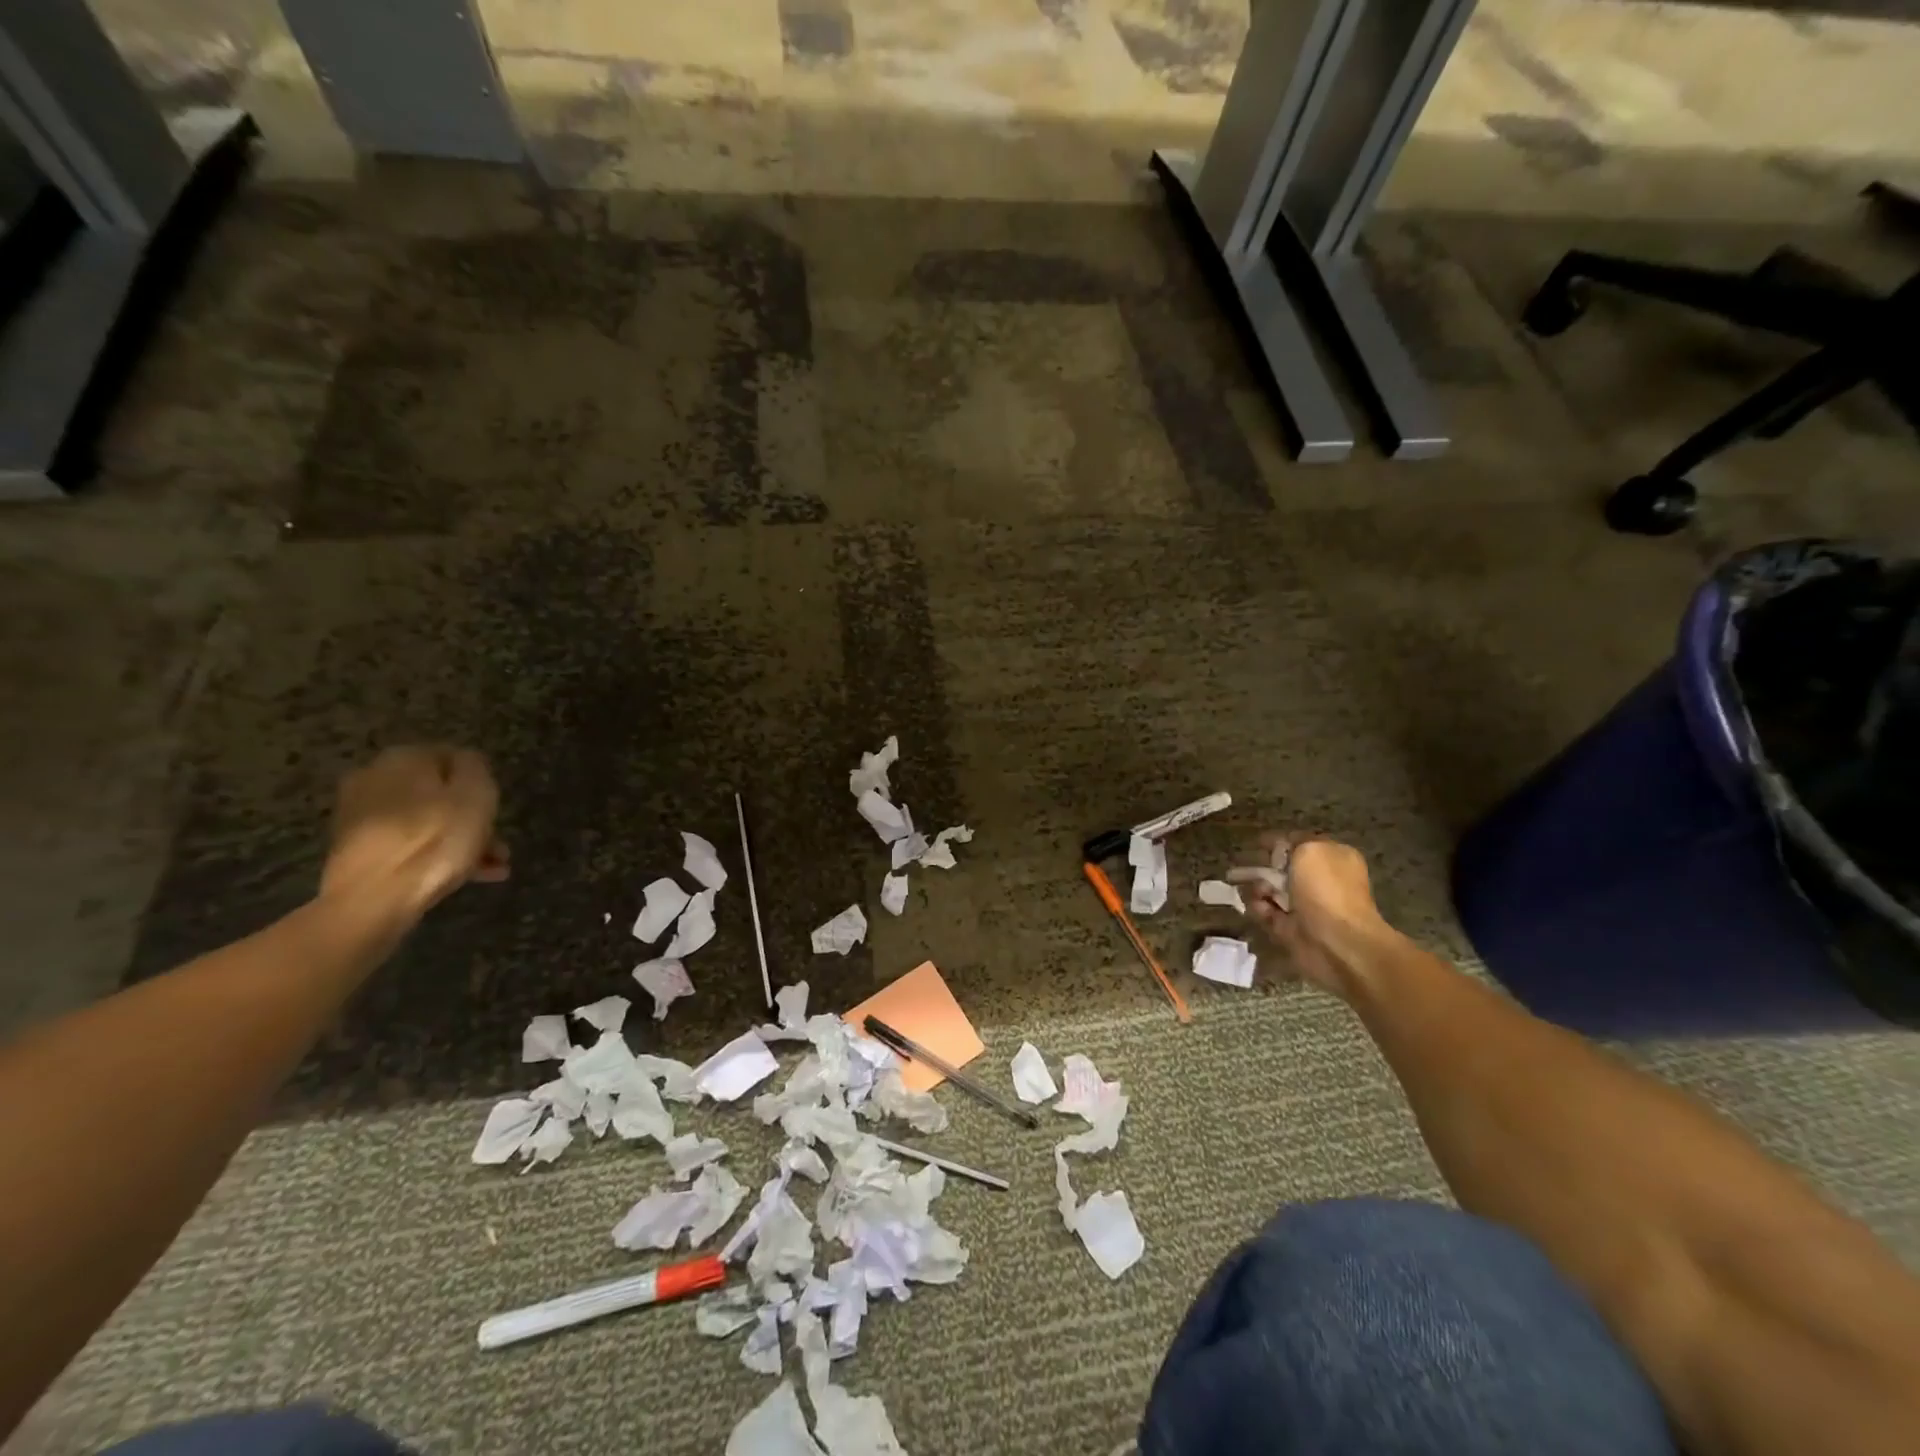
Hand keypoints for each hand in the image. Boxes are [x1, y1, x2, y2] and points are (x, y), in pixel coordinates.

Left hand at [319, 747, 508, 924]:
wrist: (373, 901)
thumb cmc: (435, 840)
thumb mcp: (475, 794)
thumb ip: (475, 767)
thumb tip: (466, 761)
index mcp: (402, 758)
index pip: (452, 756)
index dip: (480, 781)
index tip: (495, 806)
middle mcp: (373, 777)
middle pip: (437, 792)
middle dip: (470, 815)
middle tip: (496, 841)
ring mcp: (359, 815)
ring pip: (425, 820)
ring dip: (459, 838)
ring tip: (492, 867)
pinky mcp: (356, 849)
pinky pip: (407, 843)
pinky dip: (435, 854)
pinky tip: (465, 876)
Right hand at [1231, 835, 1394, 995]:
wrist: (1337, 943)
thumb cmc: (1326, 890)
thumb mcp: (1310, 850)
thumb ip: (1293, 841)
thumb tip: (1280, 847)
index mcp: (1333, 858)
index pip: (1301, 844)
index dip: (1278, 842)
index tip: (1256, 843)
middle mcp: (1322, 881)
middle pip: (1283, 868)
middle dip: (1262, 866)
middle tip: (1240, 866)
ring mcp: (1307, 906)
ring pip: (1272, 891)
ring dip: (1258, 888)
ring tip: (1258, 892)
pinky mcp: (1292, 929)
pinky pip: (1268, 913)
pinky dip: (1260, 909)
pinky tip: (1260, 908)